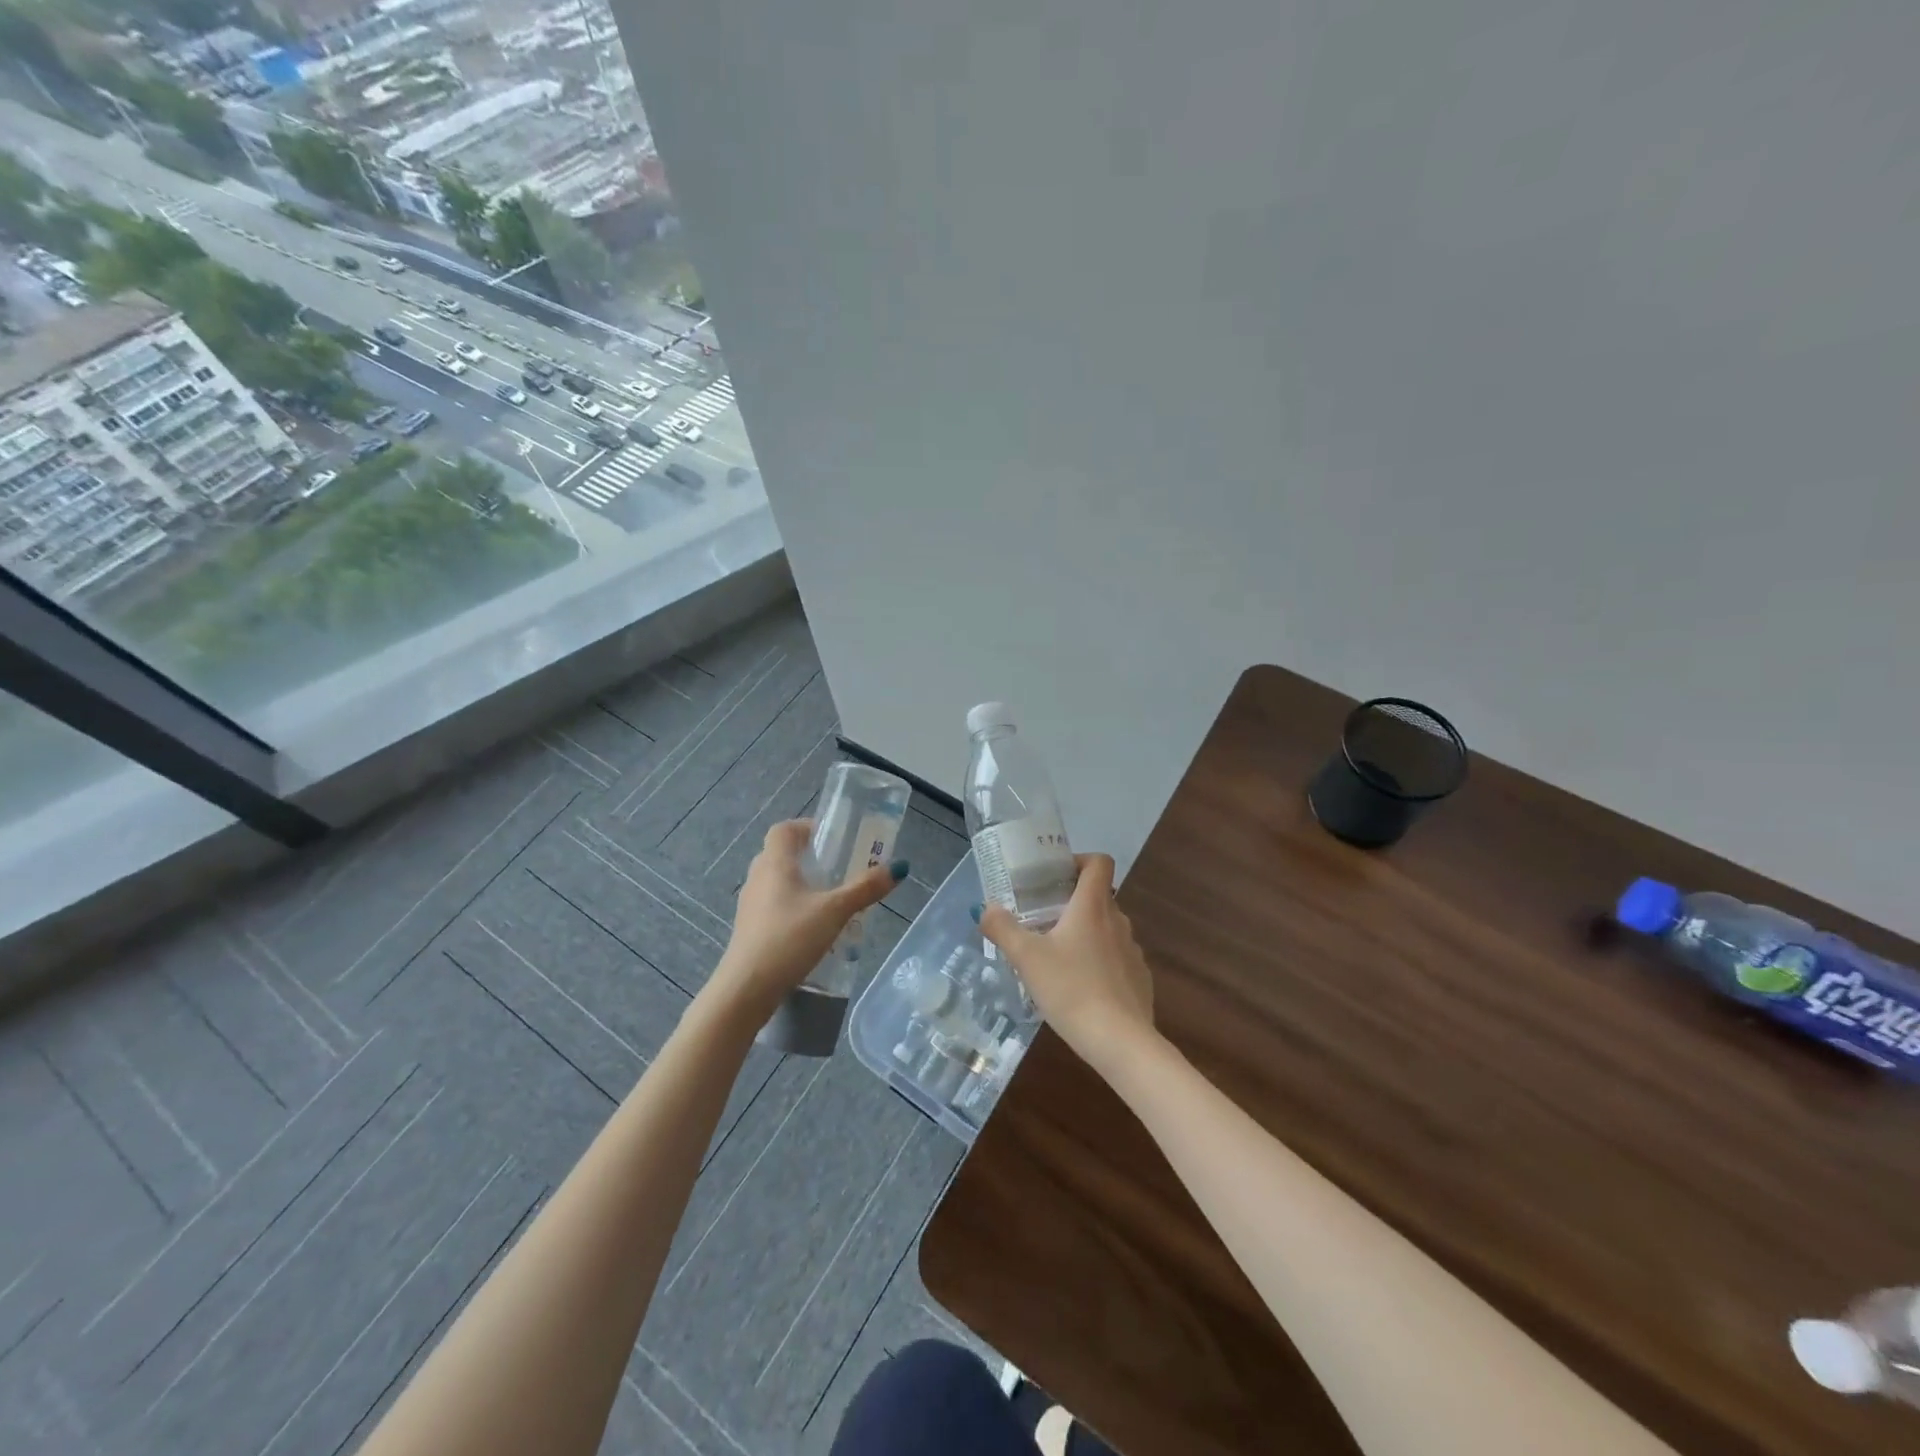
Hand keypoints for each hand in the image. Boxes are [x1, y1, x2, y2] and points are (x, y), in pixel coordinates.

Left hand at [705, 819, 906, 1022]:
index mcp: (775, 863)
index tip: (833, 839)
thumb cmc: (789, 938)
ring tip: (831, 900)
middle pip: (782, 854)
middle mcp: (758, 878)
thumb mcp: (835, 911)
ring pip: (778, 882)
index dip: (807, 827)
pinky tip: (814, 929)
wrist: (747, 989)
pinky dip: (793, 908)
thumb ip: (865, 888)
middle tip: (839, 869)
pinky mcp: (750, 929)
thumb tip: (899, 867)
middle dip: (810, 858)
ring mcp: (750, 905)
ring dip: (802, 884)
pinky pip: (774, 906)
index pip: (784, 829)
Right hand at [976, 853, 1155, 1073]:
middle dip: (1072, 902)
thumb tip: (985, 908)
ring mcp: (1133, 950)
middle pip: (1099, 896)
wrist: (1120, 1041)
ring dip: (1086, 933)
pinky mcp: (1139, 978)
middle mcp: (1117, 921)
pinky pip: (1117, 958)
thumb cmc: (1071, 989)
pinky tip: (1080, 987)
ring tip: (1058, 956)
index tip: (1055, 877)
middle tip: (1043, 919)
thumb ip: (1003, 929)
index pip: (1099, 862)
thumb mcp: (1026, 958)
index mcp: (1092, 907)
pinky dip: (1100, 962)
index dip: (1079, 860)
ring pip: (1107, 928)